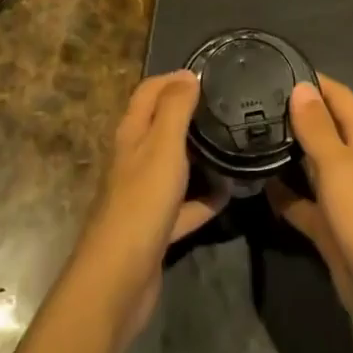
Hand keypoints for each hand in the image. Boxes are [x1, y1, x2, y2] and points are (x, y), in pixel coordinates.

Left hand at [72, 70, 226, 341]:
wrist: (119, 278)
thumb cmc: (142, 203)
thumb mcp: (163, 146)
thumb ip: (175, 108)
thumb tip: (188, 74)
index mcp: (132, 134)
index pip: (148, 92)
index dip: (173, 79)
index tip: (208, 75)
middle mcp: (134, 159)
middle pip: (161, 126)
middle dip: (190, 113)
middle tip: (228, 107)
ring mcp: (144, 195)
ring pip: (174, 165)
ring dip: (200, 155)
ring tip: (233, 144)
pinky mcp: (155, 227)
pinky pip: (185, 205)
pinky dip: (205, 198)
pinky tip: (230, 194)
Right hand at [268, 77, 352, 325]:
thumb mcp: (339, 165)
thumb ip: (317, 127)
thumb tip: (301, 85)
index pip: (336, 94)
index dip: (309, 80)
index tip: (271, 67)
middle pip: (323, 126)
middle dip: (291, 113)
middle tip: (248, 100)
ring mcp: (344, 193)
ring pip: (311, 162)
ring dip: (286, 151)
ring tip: (246, 133)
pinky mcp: (331, 224)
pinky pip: (303, 201)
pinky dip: (284, 193)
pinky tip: (255, 183)